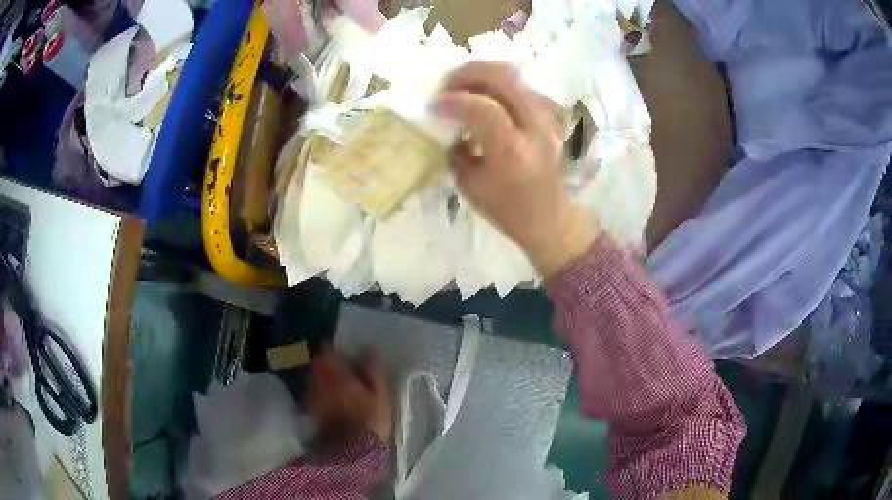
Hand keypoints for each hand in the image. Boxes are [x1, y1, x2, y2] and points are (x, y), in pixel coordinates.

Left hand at [308, 347, 391, 443]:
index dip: (336, 350)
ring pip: (315, 378)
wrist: (353, 452)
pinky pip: (315, 393)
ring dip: (324, 378)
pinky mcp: (312, 411)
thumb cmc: (370, 419)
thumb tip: (367, 348)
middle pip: (318, 364)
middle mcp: (319, 380)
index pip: (328, 350)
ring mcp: (312, 396)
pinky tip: (333, 400)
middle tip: (343, 368)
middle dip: (328, 363)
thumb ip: (372, 369)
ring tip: (339, 384)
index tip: (346, 353)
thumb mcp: (380, 393)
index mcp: (335, 372)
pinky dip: (322, 393)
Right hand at [434, 62, 597, 277]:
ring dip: (482, 74)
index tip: (433, 106)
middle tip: (446, 85)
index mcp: (512, 151)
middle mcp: (534, 127)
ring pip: (514, 75)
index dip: (451, 100)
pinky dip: (498, 84)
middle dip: (467, 72)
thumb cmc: (509, 211)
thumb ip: (455, 150)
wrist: (552, 219)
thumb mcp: (470, 186)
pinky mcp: (550, 116)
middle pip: (502, 76)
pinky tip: (485, 96)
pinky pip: (521, 86)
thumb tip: (446, 123)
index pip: (481, 107)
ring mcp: (546, 119)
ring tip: (463, 87)